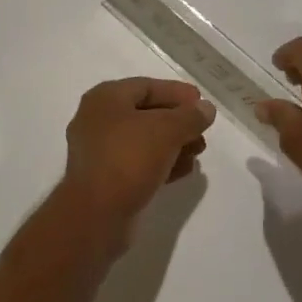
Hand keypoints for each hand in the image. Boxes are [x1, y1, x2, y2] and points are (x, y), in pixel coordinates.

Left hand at [60, 77, 215, 231]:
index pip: (146, 86)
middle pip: (145, 113)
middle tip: (203, 131)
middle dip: (177, 122)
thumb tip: (206, 108)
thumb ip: (190, 116)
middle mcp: (97, 120)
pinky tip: (184, 170)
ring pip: (143, 140)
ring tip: (198, 152)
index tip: (201, 102)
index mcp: (105, 99)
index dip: (176, 92)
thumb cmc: (128, 159)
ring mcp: (99, 151)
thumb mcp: (166, 131)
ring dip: (173, 144)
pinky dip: (161, 163)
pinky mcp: (104, 178)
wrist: (95, 215)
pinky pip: (137, 162)